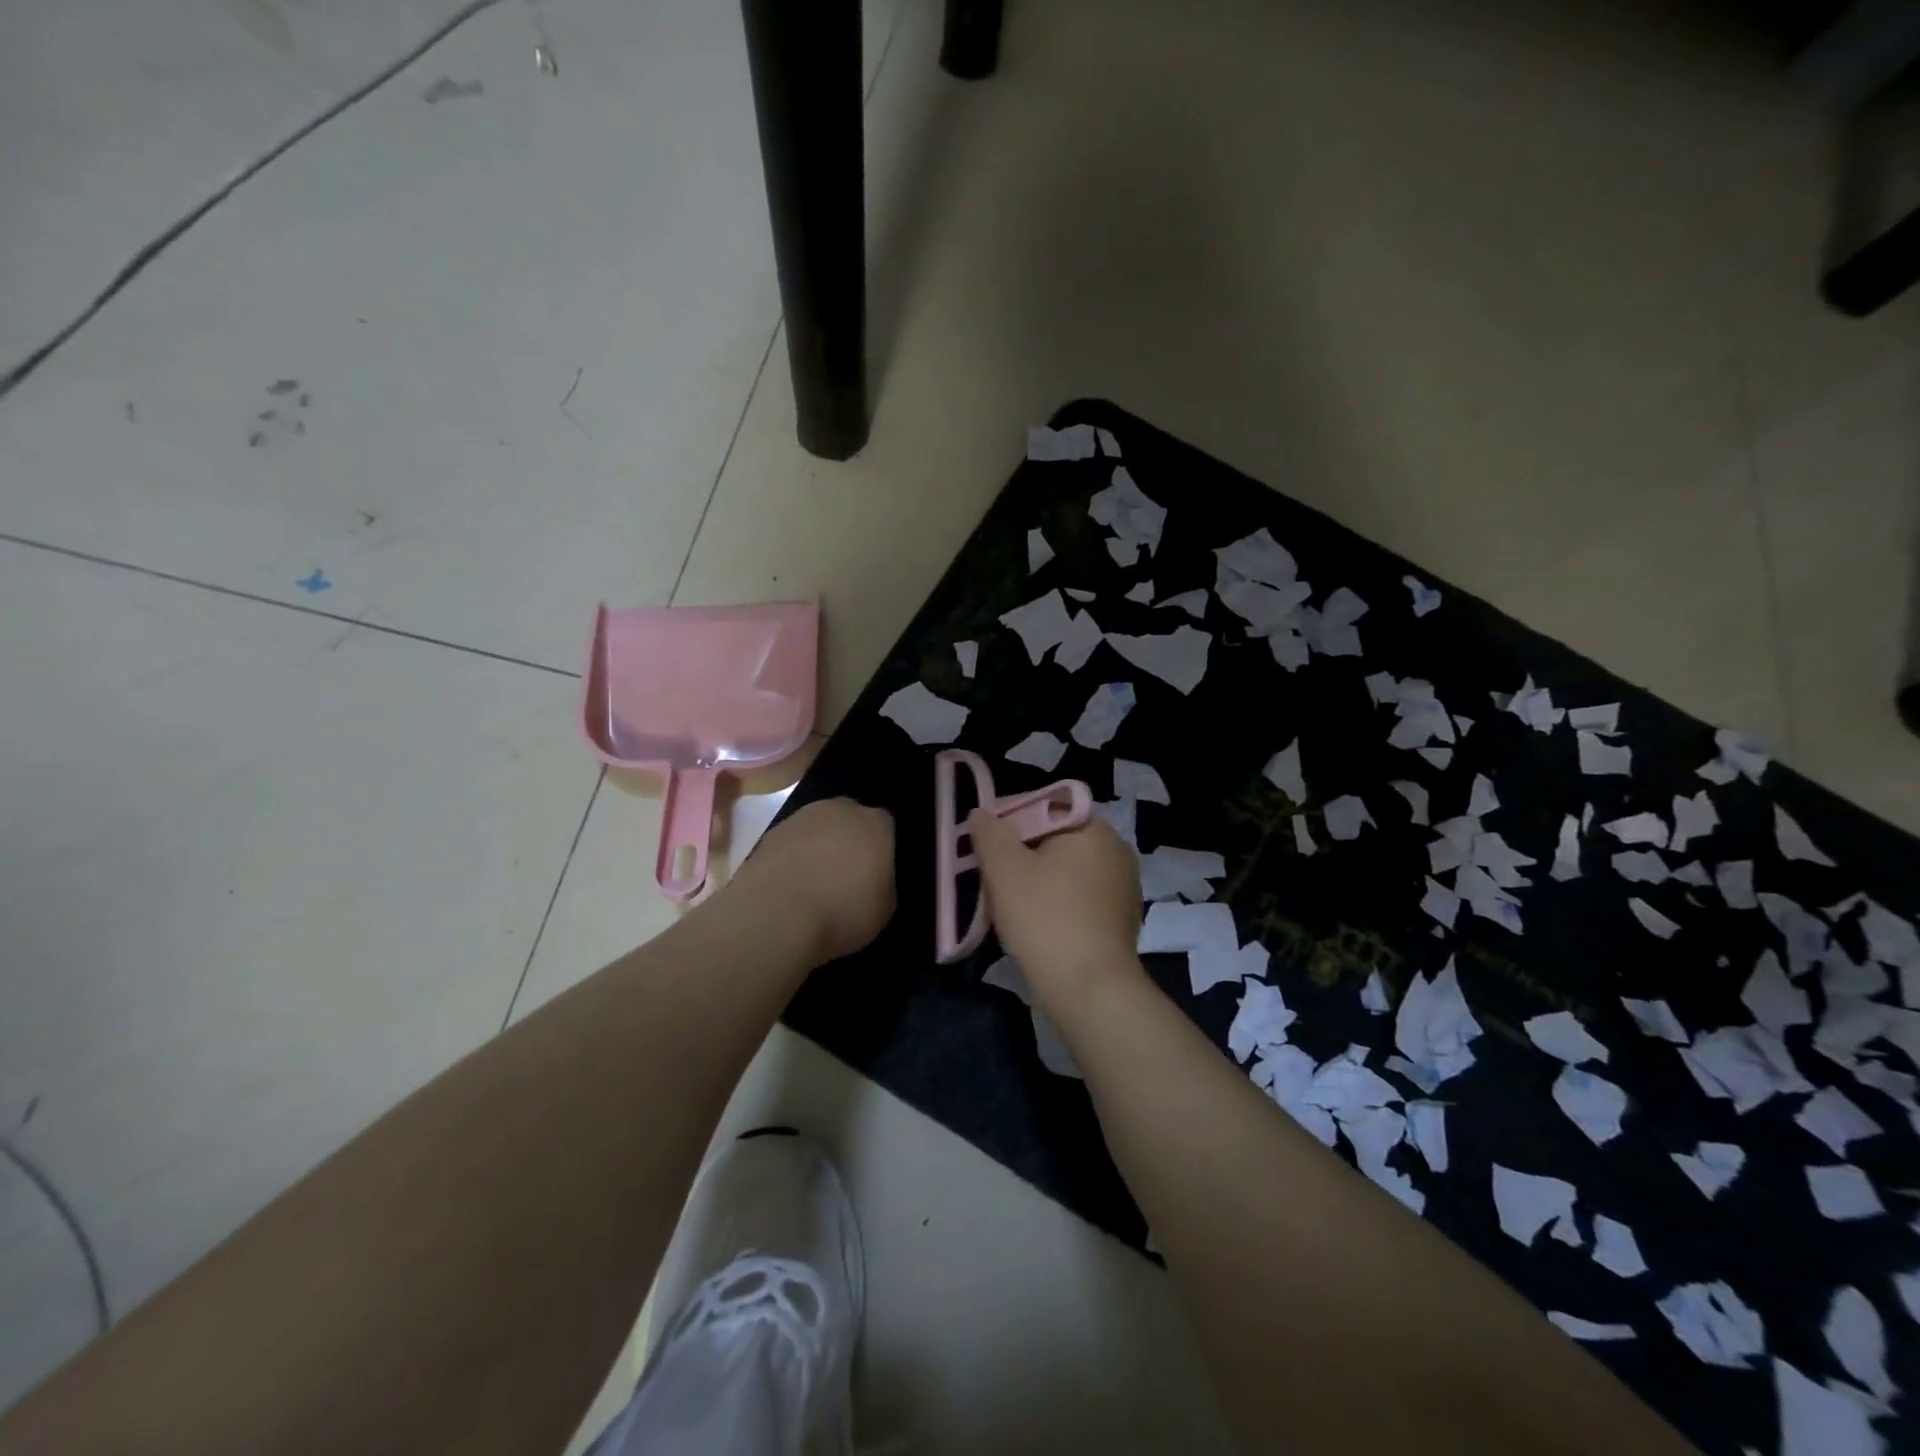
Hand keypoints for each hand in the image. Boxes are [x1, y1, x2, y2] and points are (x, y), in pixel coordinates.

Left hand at [733, 798, 896, 963]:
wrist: (776, 913)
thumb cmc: (842, 911)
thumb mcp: (885, 907)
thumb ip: (884, 882)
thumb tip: (875, 879)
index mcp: (877, 824)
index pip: (887, 827)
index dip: (882, 849)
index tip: (876, 874)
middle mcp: (841, 810)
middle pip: (851, 819)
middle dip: (850, 840)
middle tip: (847, 875)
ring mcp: (802, 817)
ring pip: (818, 827)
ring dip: (819, 846)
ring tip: (814, 882)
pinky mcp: (771, 832)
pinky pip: (792, 842)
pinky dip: (793, 857)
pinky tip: (790, 884)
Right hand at [967, 809, 1144, 1016]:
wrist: (1090, 992)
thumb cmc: (1045, 919)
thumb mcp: (1004, 869)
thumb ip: (989, 833)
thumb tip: (981, 814)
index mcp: (1094, 828)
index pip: (1044, 807)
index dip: (1008, 821)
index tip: (983, 845)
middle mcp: (1116, 851)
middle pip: (1055, 839)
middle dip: (1020, 854)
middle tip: (991, 877)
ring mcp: (1123, 888)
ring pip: (1066, 871)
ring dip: (1037, 881)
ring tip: (1007, 904)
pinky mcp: (1121, 920)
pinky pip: (1080, 898)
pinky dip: (1056, 904)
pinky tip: (1036, 926)